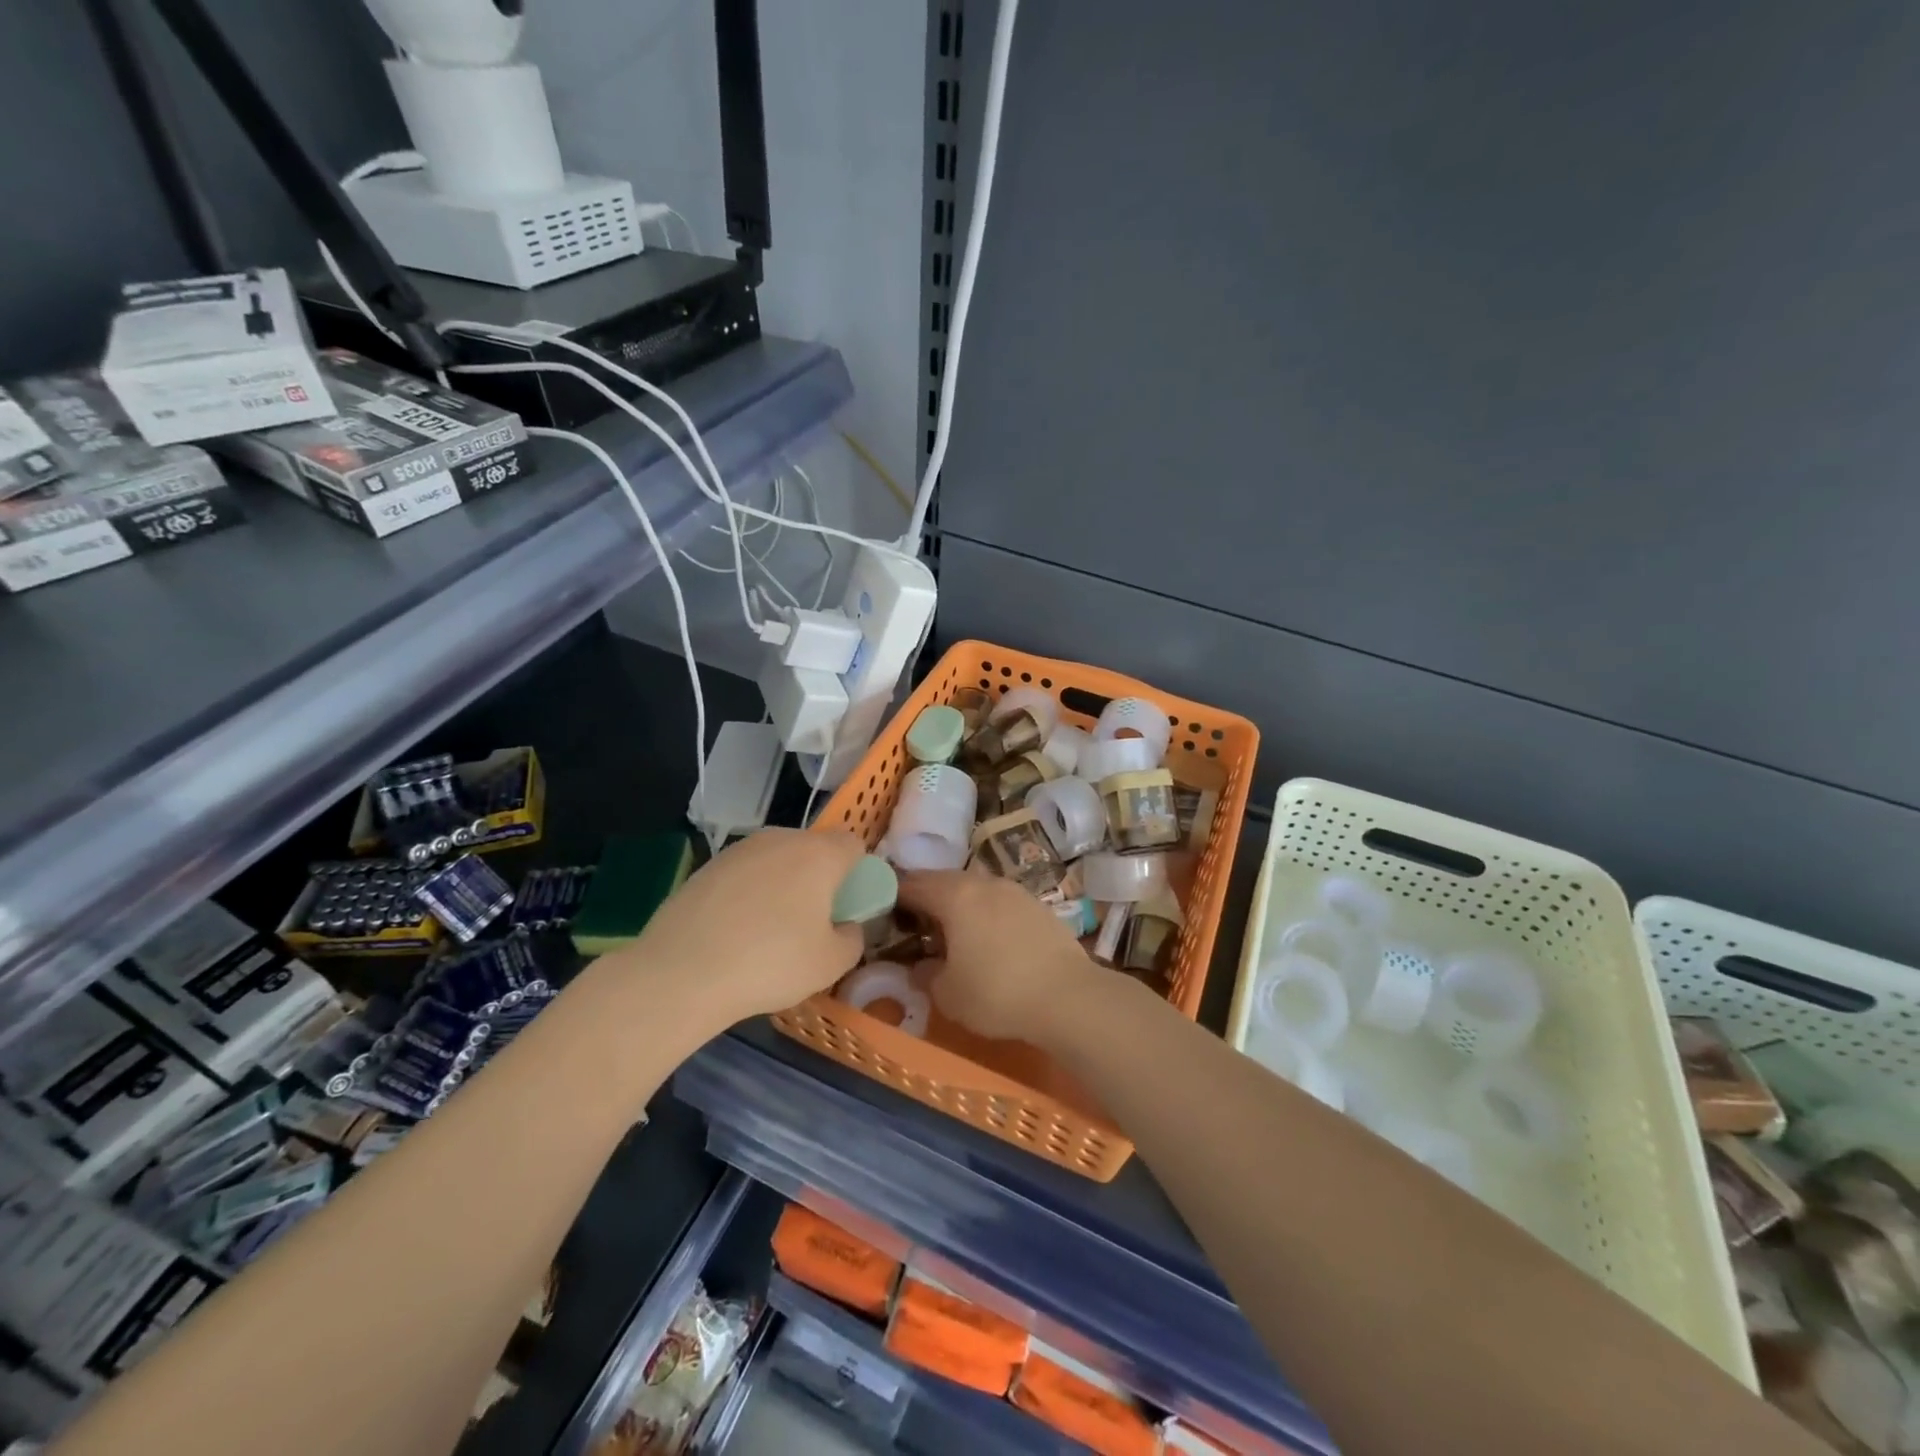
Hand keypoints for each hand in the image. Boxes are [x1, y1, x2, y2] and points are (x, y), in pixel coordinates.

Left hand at [630, 827, 866, 1029]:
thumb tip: (845, 925)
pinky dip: (748, 893)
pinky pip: (744, 874)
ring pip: (776, 859)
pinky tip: (734, 931)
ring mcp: (740, 850)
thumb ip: (852, 938)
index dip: (856, 872)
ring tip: (767, 929)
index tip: (846, 906)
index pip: (853, 844)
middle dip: (818, 877)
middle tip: (810, 921)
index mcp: (819, 854)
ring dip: (782, 884)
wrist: (682, 972)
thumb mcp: (831, 964)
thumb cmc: (770, 963)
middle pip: (813, 849)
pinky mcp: (707, 866)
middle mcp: (781, 839)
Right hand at [896, 871, 1102, 1042]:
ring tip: (953, 933)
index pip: (912, 884)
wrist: (1068, 996)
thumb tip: (920, 966)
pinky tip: (989, 939)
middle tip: (915, 925)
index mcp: (954, 895)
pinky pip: (999, 901)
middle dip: (926, 898)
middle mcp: (983, 882)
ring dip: (959, 904)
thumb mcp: (948, 994)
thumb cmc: (997, 993)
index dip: (893, 897)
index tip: (883, 914)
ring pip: (975, 889)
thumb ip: (926, 975)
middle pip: (944, 880)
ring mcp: (1015, 890)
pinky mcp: (1038, 905)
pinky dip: (986, 913)